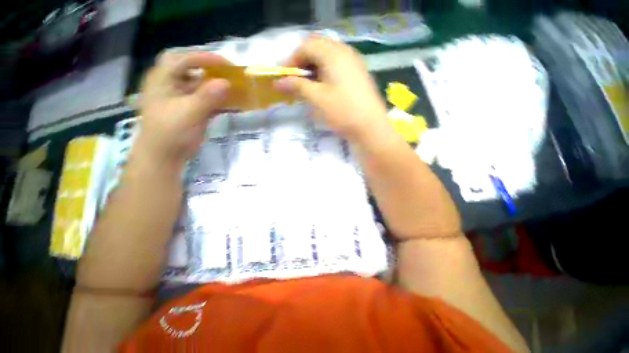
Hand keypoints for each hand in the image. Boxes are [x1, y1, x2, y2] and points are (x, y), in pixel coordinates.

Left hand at [138, 52, 231, 165]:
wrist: (165, 156)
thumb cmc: (170, 133)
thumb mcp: (188, 113)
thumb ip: (207, 97)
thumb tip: (226, 83)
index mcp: (163, 79)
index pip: (183, 59)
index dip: (205, 58)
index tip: (227, 65)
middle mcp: (172, 84)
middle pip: (193, 69)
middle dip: (212, 70)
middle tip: (231, 73)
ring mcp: (183, 98)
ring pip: (203, 86)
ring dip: (219, 87)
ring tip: (237, 88)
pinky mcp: (193, 110)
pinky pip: (209, 101)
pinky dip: (221, 102)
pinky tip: (234, 105)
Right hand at [274, 37, 388, 143]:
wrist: (370, 128)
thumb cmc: (343, 112)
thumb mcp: (318, 99)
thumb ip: (298, 86)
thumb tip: (278, 82)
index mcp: (334, 53)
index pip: (306, 46)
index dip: (292, 60)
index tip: (285, 78)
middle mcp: (345, 52)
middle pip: (318, 48)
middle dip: (303, 63)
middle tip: (296, 81)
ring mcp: (354, 63)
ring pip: (328, 58)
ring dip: (314, 69)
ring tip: (308, 87)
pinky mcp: (358, 74)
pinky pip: (337, 67)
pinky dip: (325, 74)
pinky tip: (323, 88)